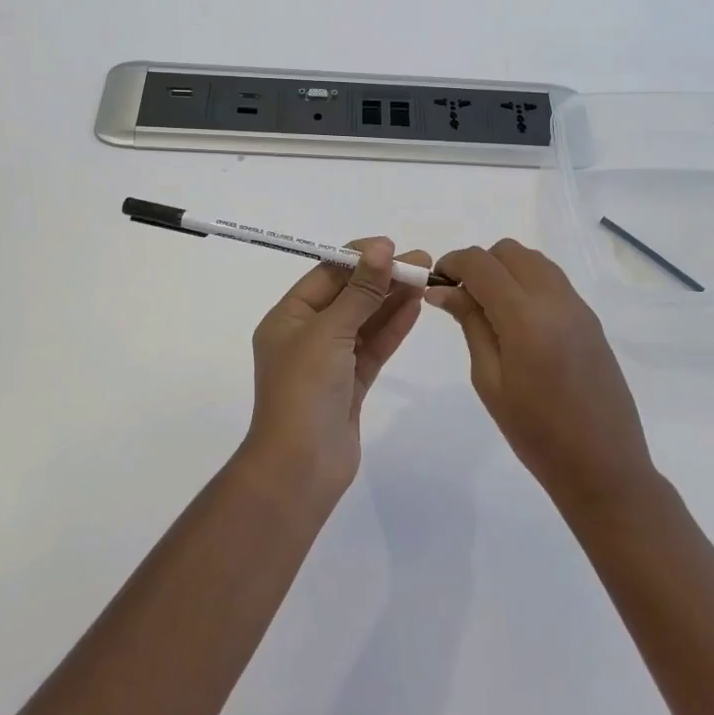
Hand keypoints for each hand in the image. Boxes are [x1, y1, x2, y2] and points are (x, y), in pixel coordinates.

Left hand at [245, 238, 431, 499]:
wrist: (300, 468)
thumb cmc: (304, 389)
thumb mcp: (329, 331)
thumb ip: (359, 291)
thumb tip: (380, 248)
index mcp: (288, 317)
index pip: (325, 275)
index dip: (359, 258)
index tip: (392, 246)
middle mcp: (306, 335)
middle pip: (348, 296)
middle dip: (382, 277)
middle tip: (422, 261)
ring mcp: (329, 361)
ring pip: (364, 321)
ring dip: (392, 300)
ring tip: (425, 278)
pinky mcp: (350, 384)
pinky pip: (373, 347)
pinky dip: (392, 328)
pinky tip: (415, 308)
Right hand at [428, 239, 655, 508]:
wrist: (603, 466)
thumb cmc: (536, 433)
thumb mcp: (489, 380)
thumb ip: (470, 324)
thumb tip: (443, 290)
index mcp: (525, 316)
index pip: (481, 263)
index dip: (452, 263)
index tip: (436, 283)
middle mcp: (554, 299)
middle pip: (509, 251)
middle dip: (480, 264)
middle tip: (462, 298)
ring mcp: (578, 307)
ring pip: (533, 260)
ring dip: (505, 270)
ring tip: (490, 309)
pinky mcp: (590, 319)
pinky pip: (553, 280)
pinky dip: (528, 283)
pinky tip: (519, 321)